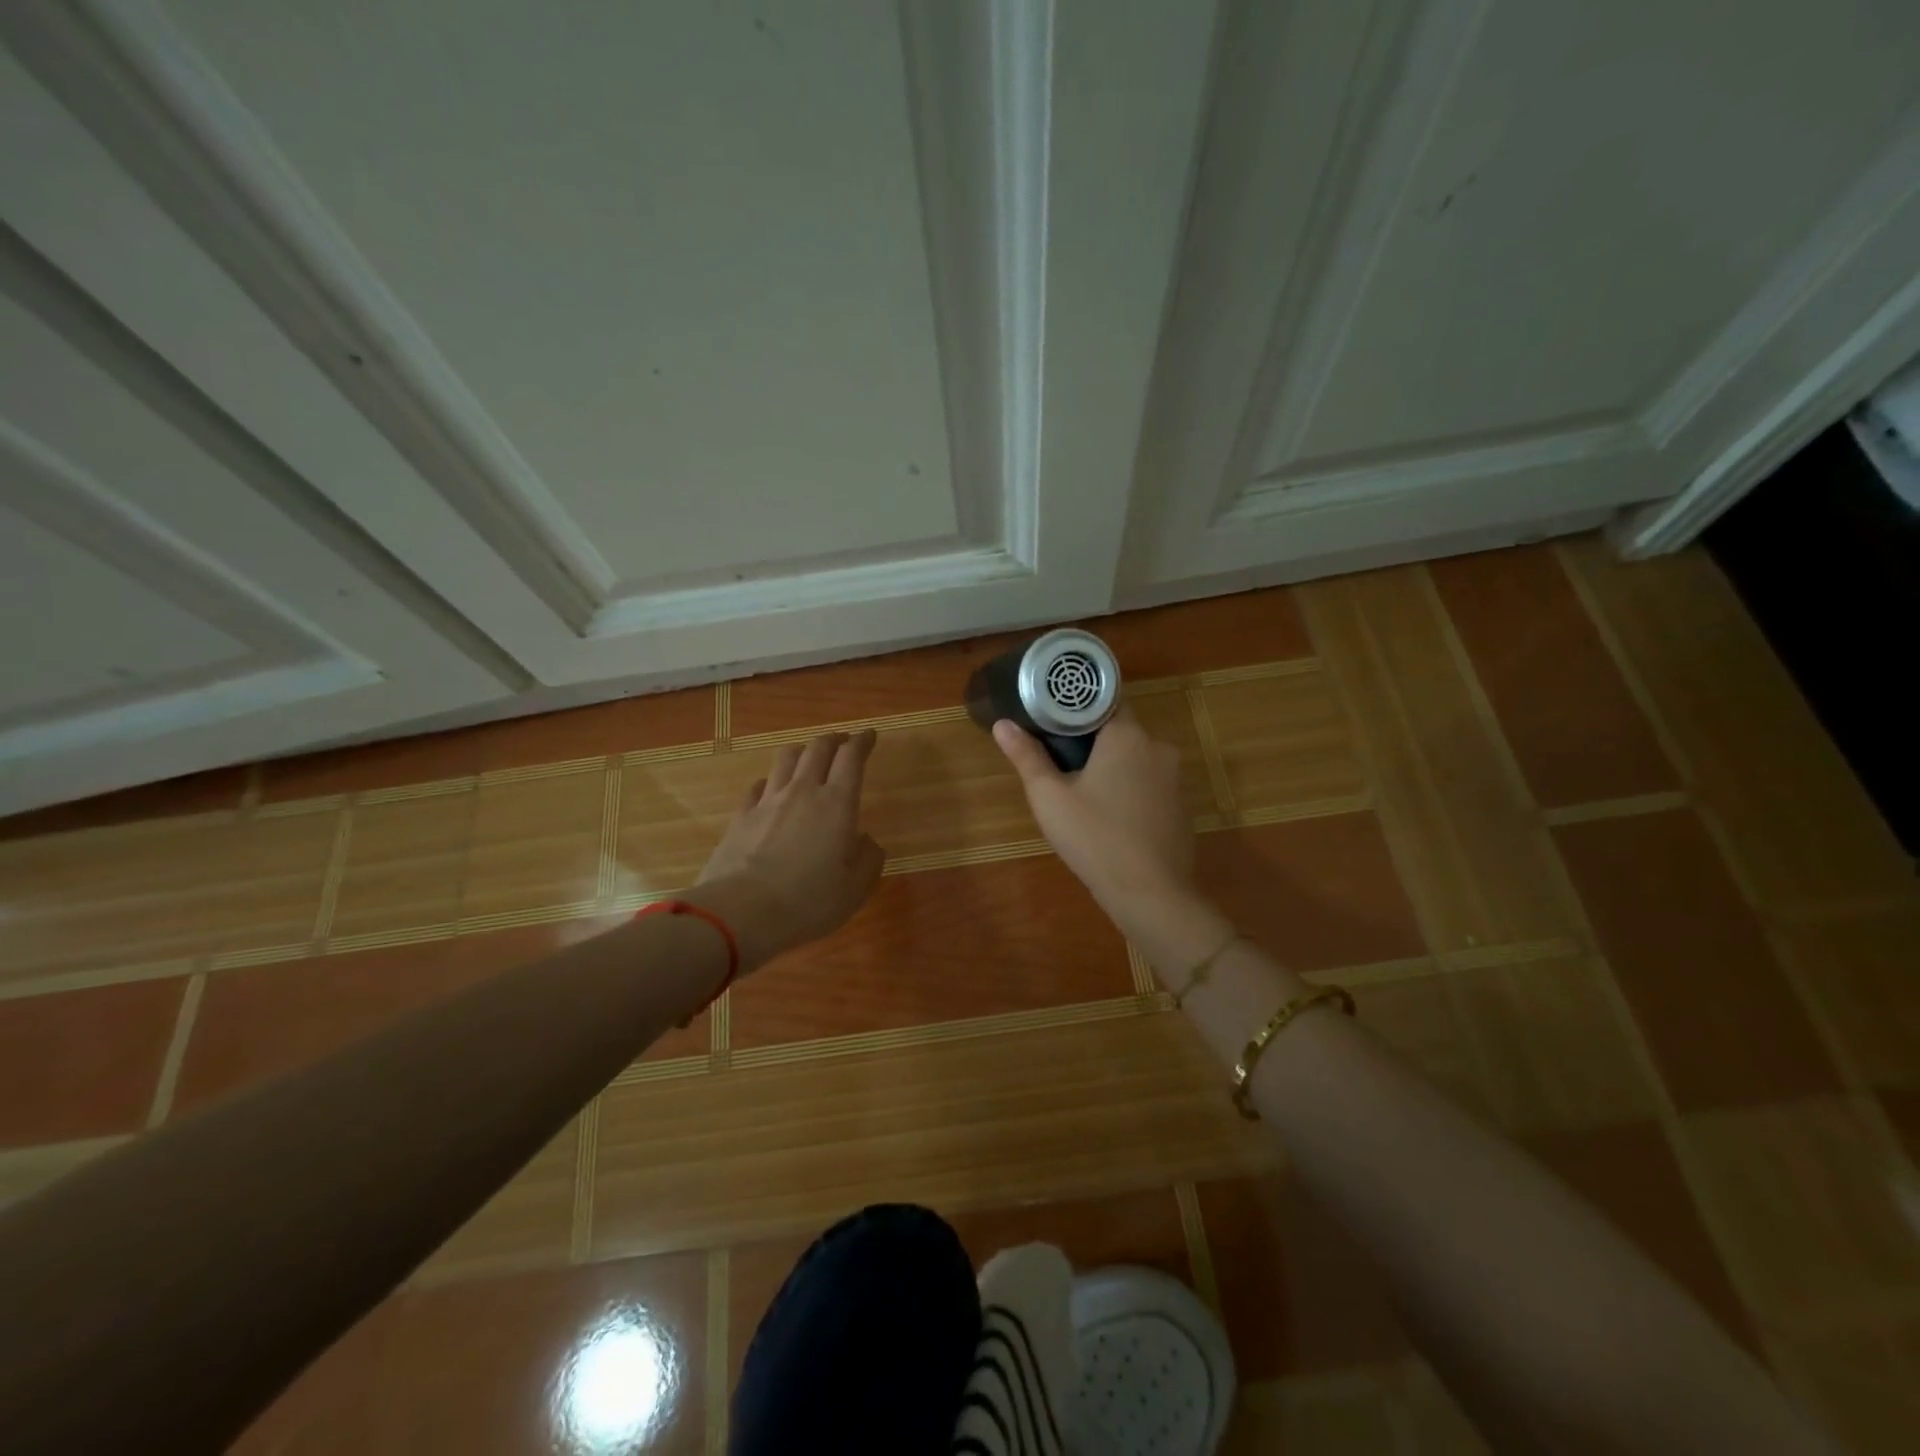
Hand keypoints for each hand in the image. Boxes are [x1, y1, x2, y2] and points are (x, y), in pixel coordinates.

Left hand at [691, 730, 884, 969]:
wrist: (740, 913)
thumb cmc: (808, 902)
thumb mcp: (855, 889)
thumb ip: (868, 858)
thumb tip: (865, 840)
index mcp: (837, 804)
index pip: (852, 757)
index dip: (862, 741)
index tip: (870, 735)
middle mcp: (803, 792)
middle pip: (818, 748)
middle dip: (834, 739)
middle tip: (843, 742)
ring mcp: (768, 801)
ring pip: (786, 758)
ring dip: (802, 751)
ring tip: (809, 757)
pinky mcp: (741, 816)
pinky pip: (759, 785)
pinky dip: (771, 780)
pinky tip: (772, 789)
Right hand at [992, 706, 1199, 937]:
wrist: (1150, 894)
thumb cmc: (1094, 839)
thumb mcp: (1050, 798)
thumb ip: (1027, 756)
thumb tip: (1002, 724)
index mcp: (1127, 736)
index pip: (1104, 700)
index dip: (1076, 706)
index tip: (1052, 717)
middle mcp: (1158, 747)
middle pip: (1119, 729)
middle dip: (1090, 739)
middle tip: (1058, 758)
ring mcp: (1175, 777)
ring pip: (1135, 757)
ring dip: (1111, 765)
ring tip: (1080, 788)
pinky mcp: (1181, 804)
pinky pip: (1149, 781)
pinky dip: (1129, 787)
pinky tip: (1110, 813)